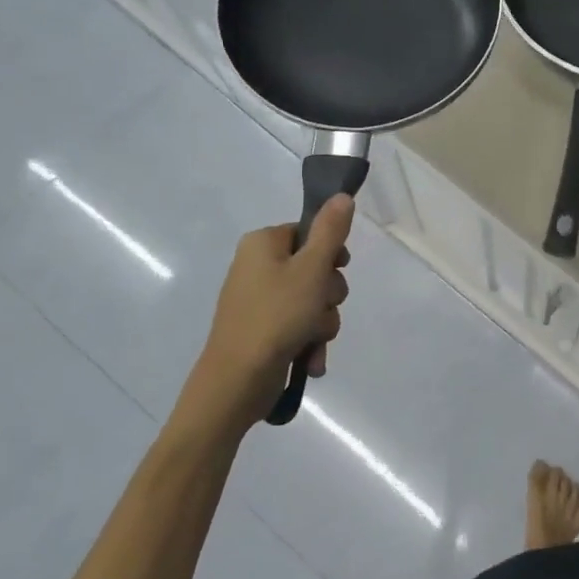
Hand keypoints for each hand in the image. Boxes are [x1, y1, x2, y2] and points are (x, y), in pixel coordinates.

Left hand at [172, 195, 354, 438]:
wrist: (236, 382)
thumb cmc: (276, 316)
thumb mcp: (312, 269)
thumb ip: (331, 231)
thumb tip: (342, 195)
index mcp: (263, 243)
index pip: (310, 232)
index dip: (330, 253)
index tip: (337, 270)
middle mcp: (257, 266)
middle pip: (315, 268)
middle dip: (328, 295)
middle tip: (321, 308)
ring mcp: (258, 300)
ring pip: (312, 300)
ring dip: (322, 322)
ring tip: (312, 340)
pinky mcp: (262, 330)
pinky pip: (299, 326)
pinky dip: (308, 341)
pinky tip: (309, 360)